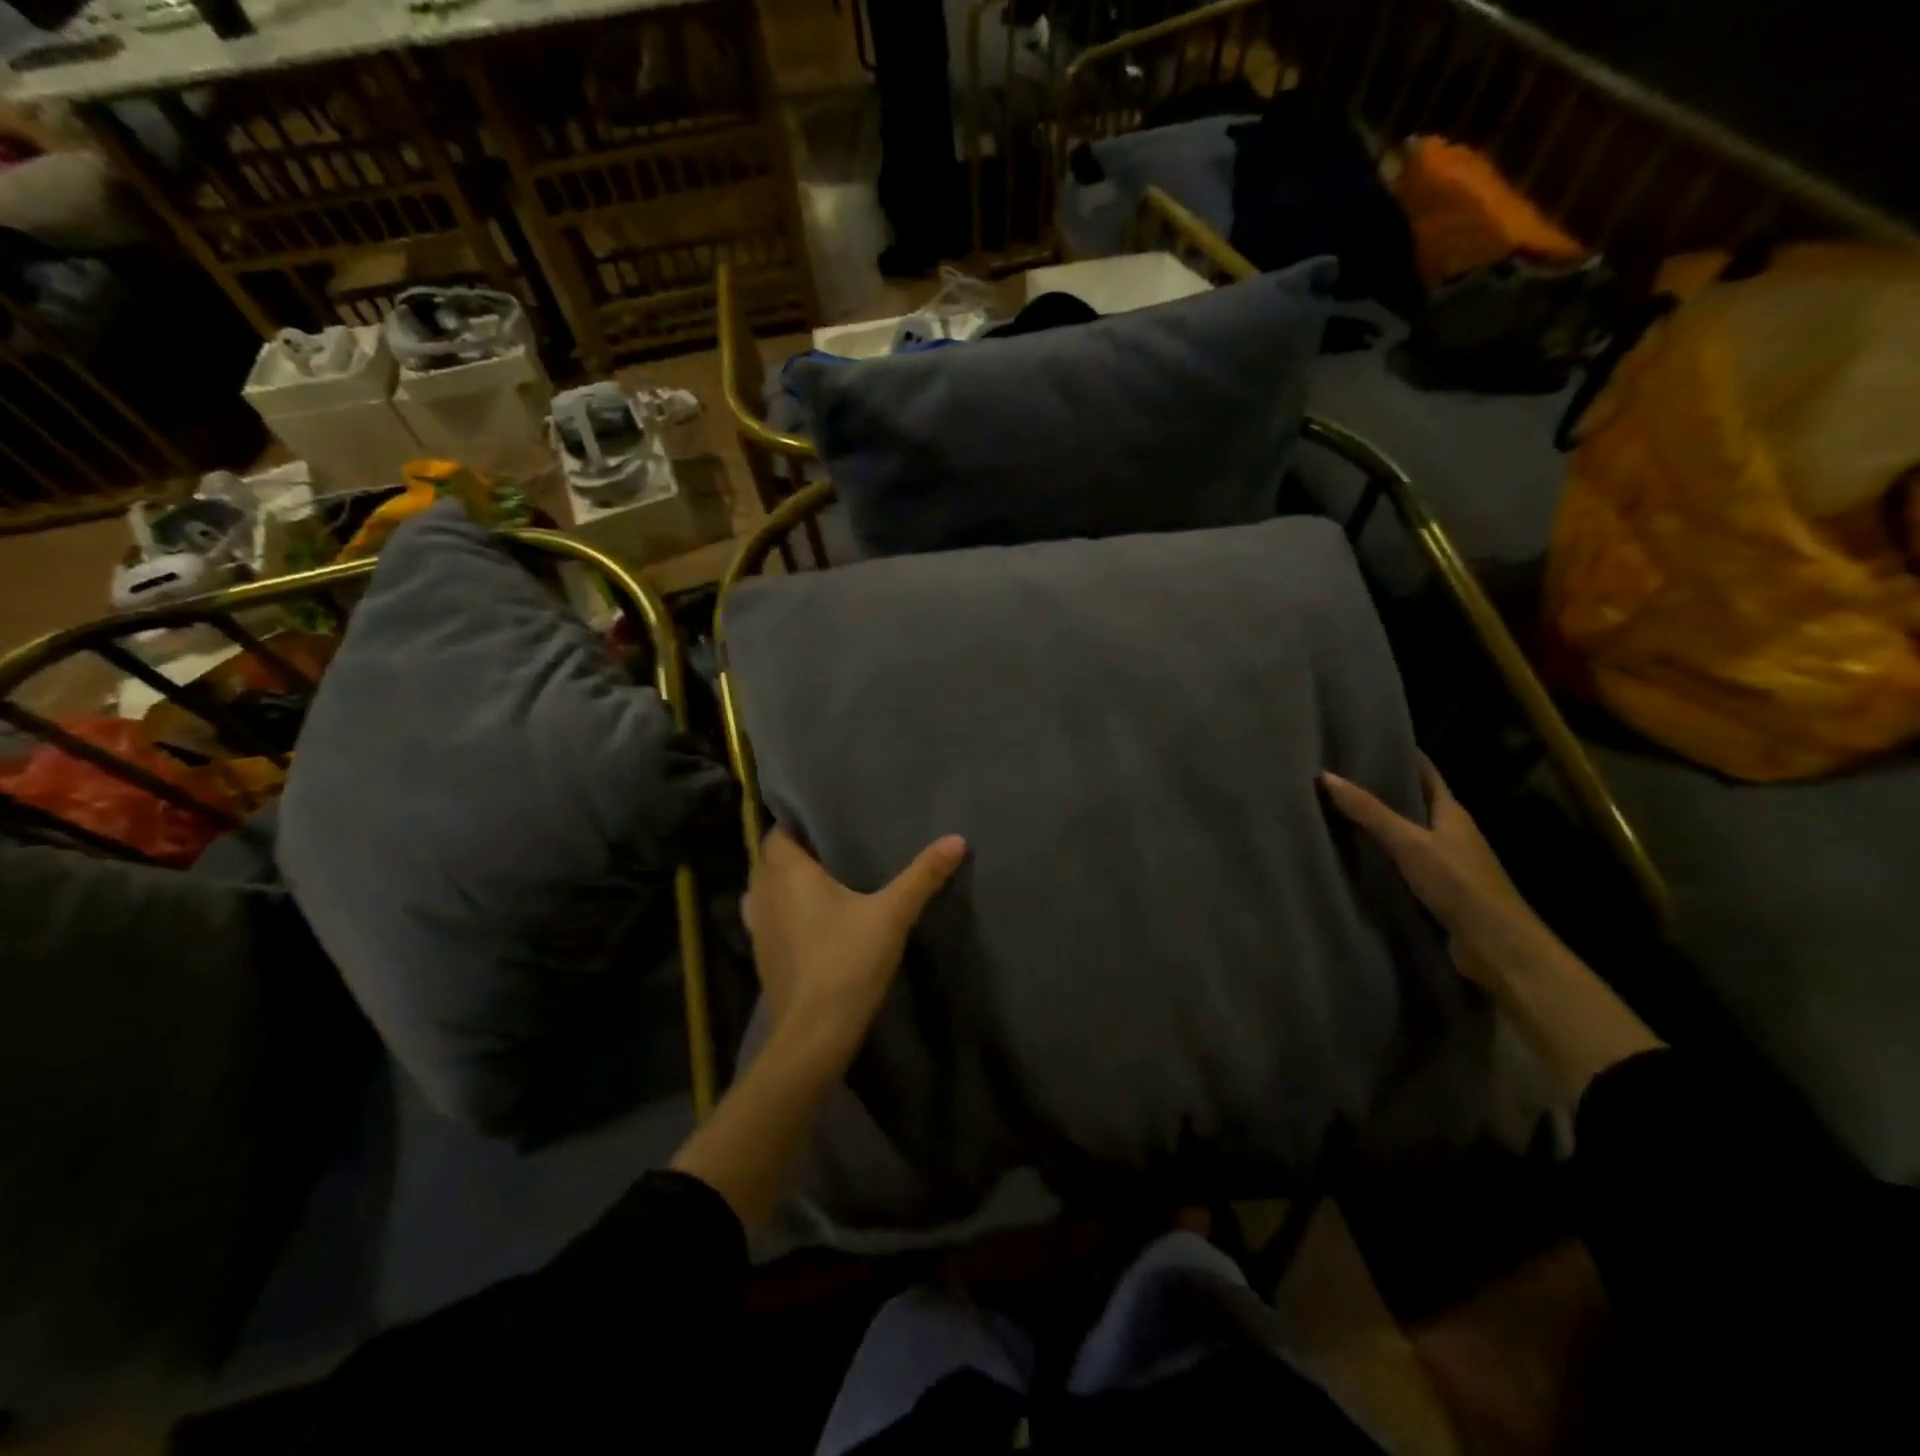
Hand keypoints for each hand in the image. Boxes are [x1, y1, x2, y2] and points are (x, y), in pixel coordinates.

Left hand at [745, 827, 967, 1050]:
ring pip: (766, 889)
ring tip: (825, 880)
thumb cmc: (847, 963)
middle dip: (798, 851)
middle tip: (836, 848)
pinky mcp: (762, 955)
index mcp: (786, 873)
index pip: (780, 832)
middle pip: (772, 859)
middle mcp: (763, 893)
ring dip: (787, 882)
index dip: (800, 824)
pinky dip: (784, 910)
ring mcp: (757, 927)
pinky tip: (813, 920)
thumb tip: (956, 839)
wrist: (813, 1035)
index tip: (831, 823)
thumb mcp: (892, 914)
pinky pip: (768, 917)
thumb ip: (922, 876)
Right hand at [1320, 758, 1545, 987]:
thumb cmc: (1458, 884)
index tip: (1368, 742)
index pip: (1426, 773)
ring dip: (1379, 823)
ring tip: (1337, 810)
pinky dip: (1381, 854)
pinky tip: (1355, 855)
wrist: (1496, 946)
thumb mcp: (1409, 843)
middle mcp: (1451, 832)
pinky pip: (1403, 862)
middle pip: (1415, 802)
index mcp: (1452, 813)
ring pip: (1407, 833)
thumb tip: (1325, 777)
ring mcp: (1446, 862)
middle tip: (1340, 776)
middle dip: (1382, 789)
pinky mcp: (1437, 890)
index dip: (1402, 756)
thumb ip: (1369, 812)